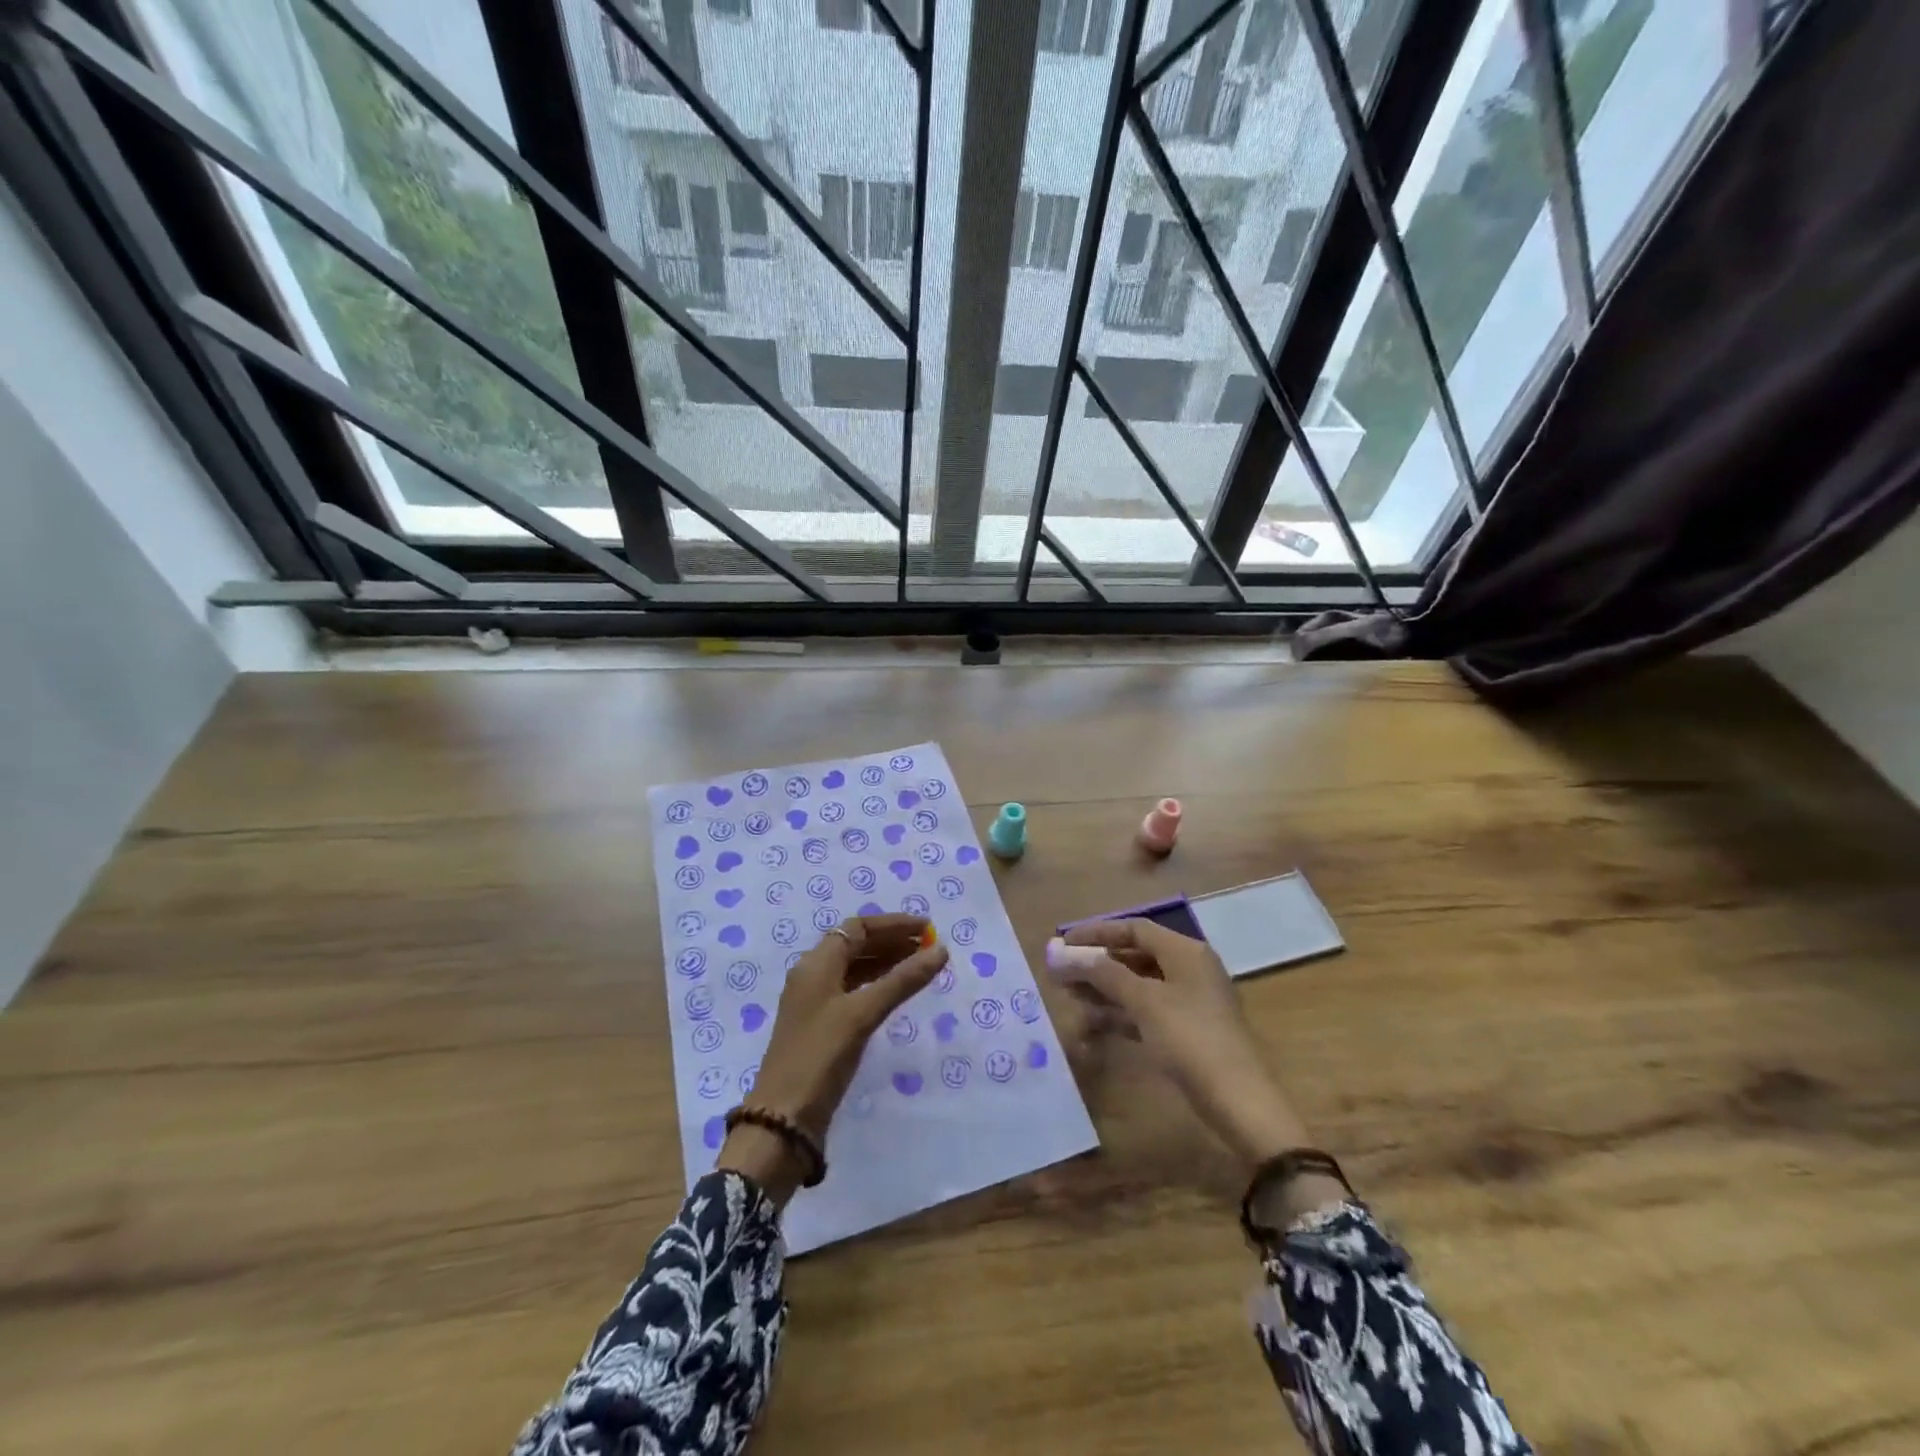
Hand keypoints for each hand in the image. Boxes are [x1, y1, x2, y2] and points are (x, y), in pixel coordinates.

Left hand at [719, 914, 946, 1204]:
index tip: (927, 929)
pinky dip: (877, 985)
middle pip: (856, 945)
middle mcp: (814, 975)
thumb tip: (940, 950)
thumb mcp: (863, 1014)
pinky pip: (854, 991)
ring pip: (855, 968)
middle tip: (930, 947)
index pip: (857, 928)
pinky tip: (897, 993)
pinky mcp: (822, 1026)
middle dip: (893, 941)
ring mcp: (816, 1002)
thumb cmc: (820, 1055)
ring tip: (921, 966)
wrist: (784, 1118)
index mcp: (816, 964)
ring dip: (887, 962)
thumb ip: (902, 980)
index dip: (893, 924)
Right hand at [1048, 919, 1313, 1170]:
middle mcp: (1188, 970)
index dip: (1097, 933)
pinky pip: (1144, 1012)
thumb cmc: (1191, 1039)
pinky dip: (1118, 1014)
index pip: (1135, 929)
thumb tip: (1063, 954)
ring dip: (1103, 990)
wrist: (1238, 1102)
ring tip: (1068, 997)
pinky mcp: (1184, 1032)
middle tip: (1060, 973)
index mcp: (1185, 953)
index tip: (1063, 943)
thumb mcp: (1145, 1001)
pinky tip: (1090, 1023)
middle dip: (1096, 964)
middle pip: (1134, 956)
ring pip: (1137, 986)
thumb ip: (1103, 974)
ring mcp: (1188, 1003)